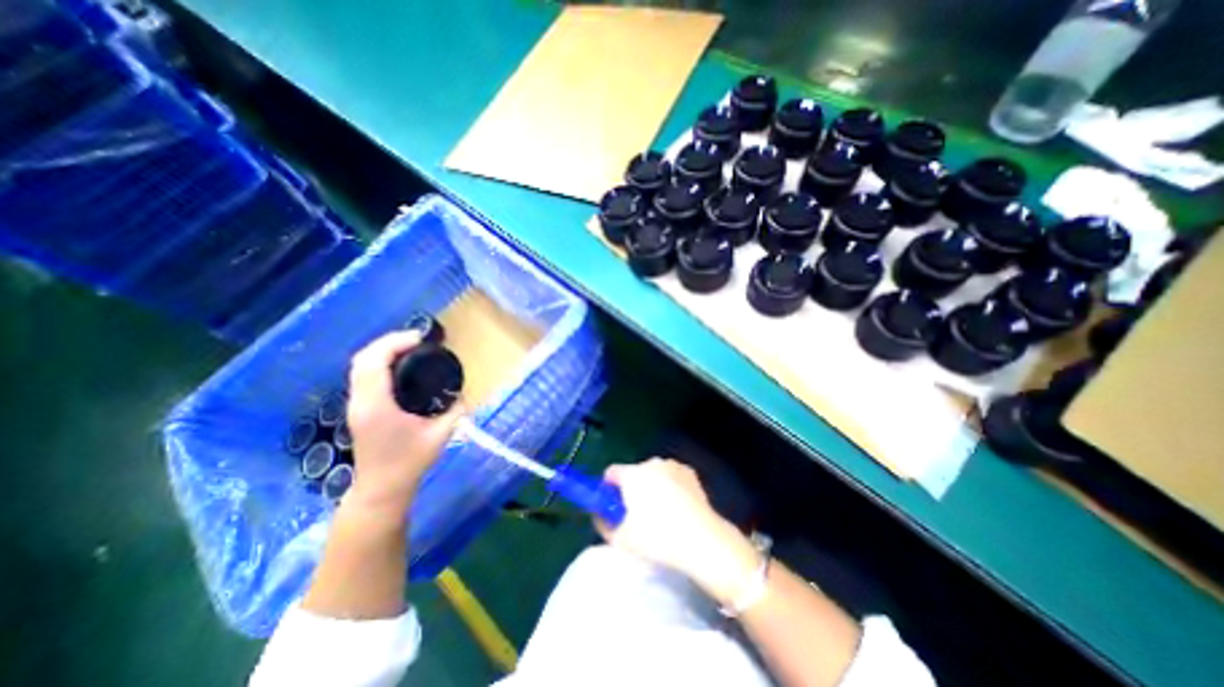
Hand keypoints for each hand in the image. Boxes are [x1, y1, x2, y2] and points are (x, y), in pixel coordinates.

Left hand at [343, 331, 462, 513]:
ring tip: (411, 347)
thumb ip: (456, 410)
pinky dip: (379, 362)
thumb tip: (465, 392)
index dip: (394, 342)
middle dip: (388, 342)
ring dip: (383, 350)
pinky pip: (364, 375)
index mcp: (376, 405)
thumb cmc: (410, 462)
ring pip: (359, 365)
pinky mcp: (359, 408)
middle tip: (418, 340)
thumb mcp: (441, 434)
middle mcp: (360, 400)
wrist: (382, 489)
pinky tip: (400, 365)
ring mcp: (356, 404)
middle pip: (362, 358)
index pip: (374, 362)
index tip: (421, 338)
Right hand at [600, 458, 760, 604]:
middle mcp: (651, 462)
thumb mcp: (621, 538)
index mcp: (633, 473)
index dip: (608, 489)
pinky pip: (670, 476)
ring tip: (660, 513)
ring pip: (653, 474)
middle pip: (633, 473)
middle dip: (631, 489)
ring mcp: (673, 465)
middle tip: (636, 515)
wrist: (703, 540)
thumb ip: (602, 523)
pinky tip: (677, 508)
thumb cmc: (658, 538)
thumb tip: (598, 514)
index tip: (613, 506)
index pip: (610, 473)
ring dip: (651, 487)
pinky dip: (669, 486)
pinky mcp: (689, 472)